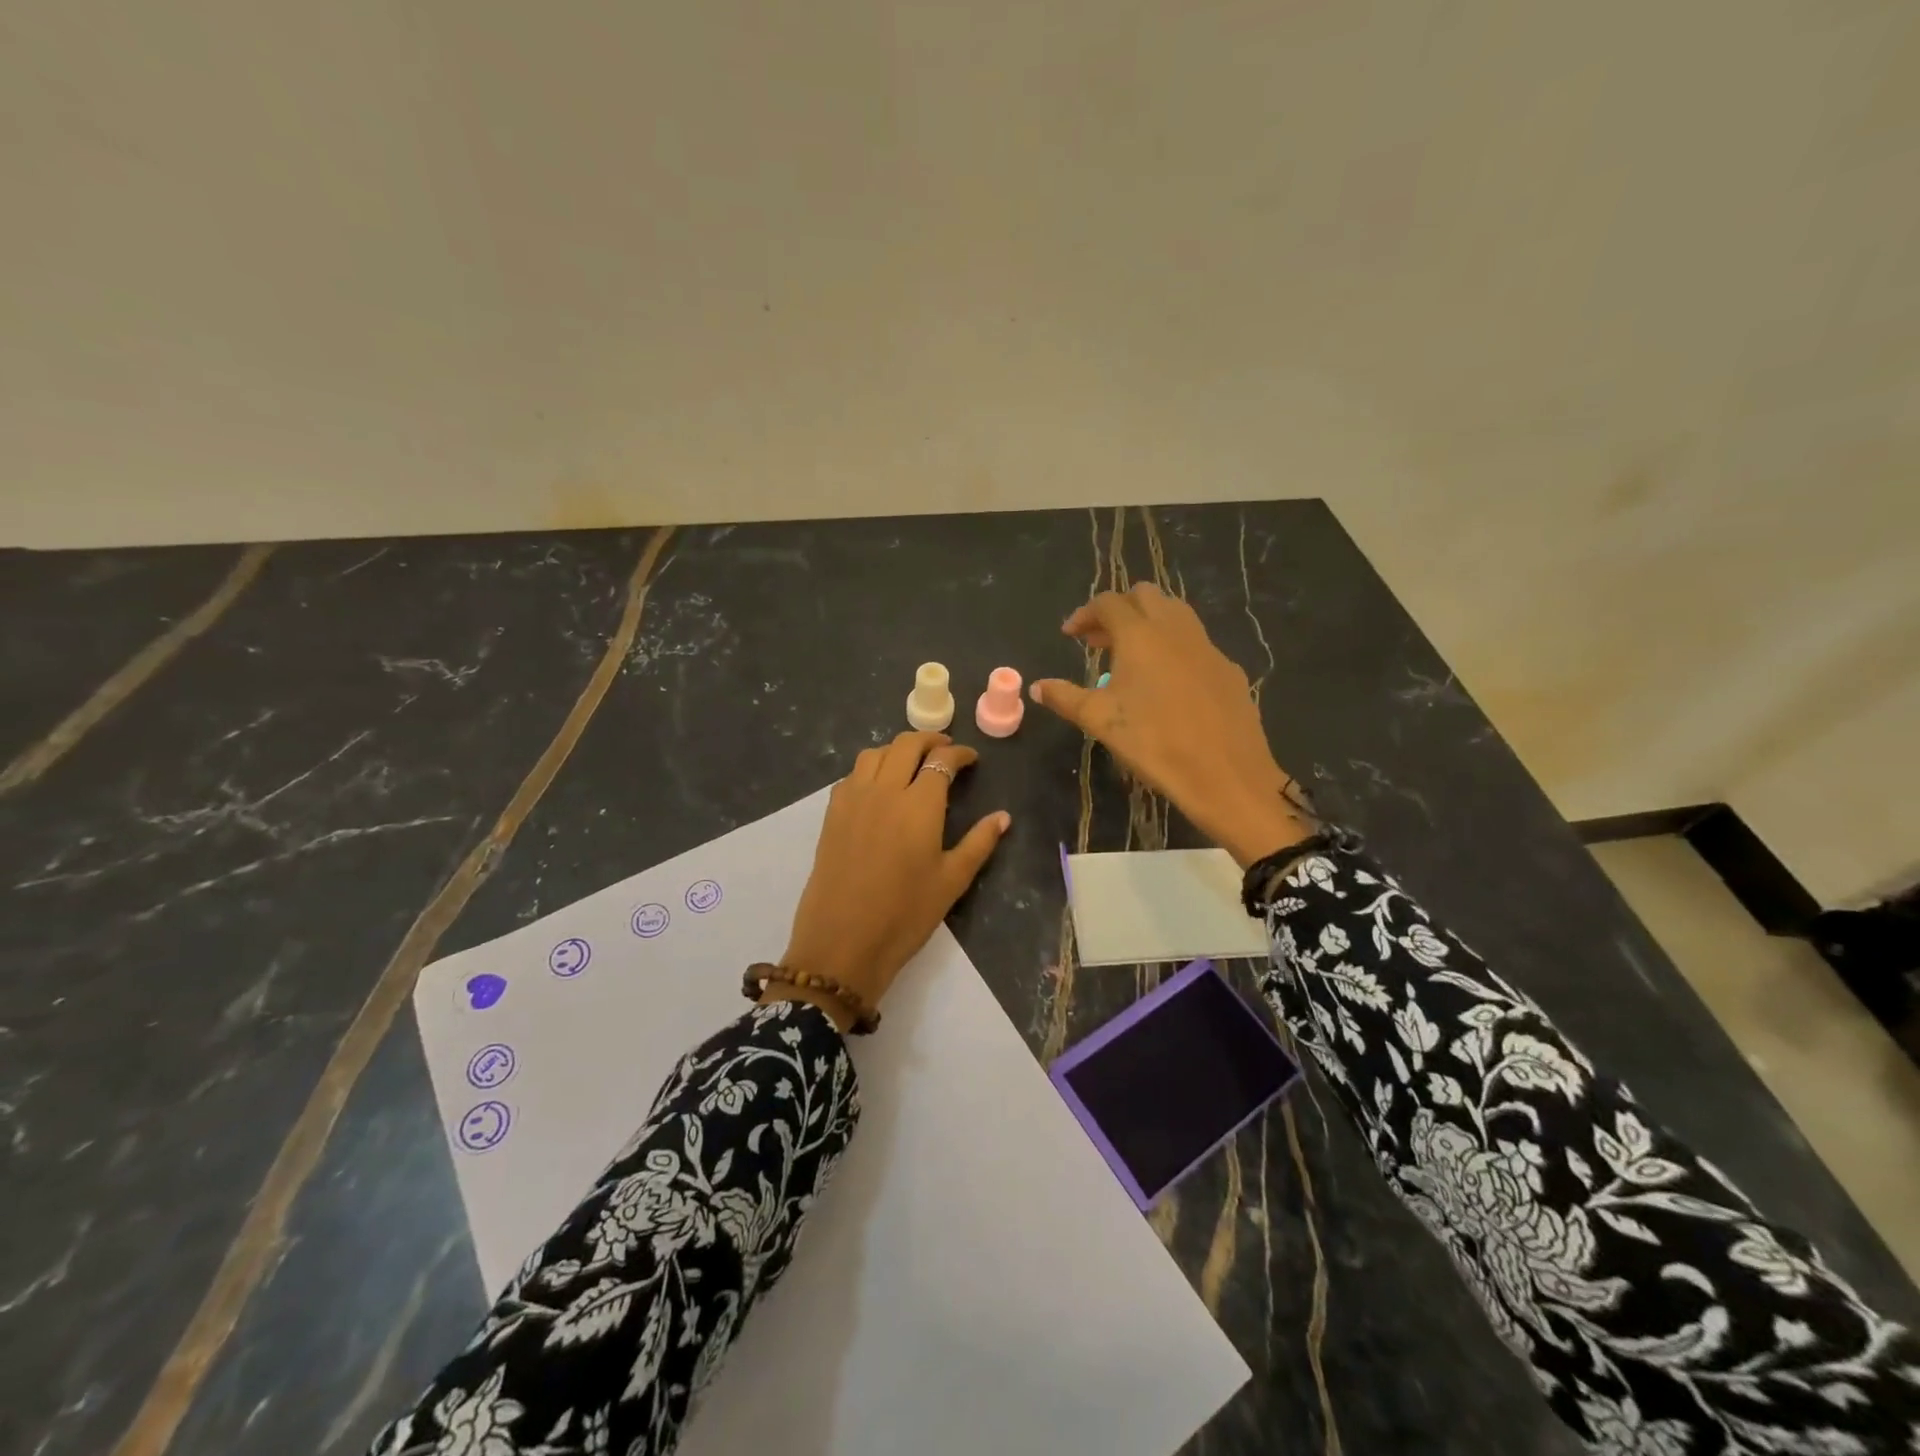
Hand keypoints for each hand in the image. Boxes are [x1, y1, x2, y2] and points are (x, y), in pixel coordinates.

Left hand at [772, 731, 1010, 1030]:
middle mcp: (884, 790)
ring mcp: (853, 799)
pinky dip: (871, 768)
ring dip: (897, 749)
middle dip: (930, 740)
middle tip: (945, 749)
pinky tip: (879, 787)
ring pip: (874, 753)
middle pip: (906, 745)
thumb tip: (1003, 817)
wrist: (842, 942)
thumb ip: (979, 843)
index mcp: (919, 805)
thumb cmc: (905, 915)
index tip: (971, 759)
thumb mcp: (952, 881)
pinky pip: (852, 775)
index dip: (959, 754)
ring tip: (912, 762)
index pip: (941, 761)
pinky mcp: (832, 814)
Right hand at [1029, 583, 1312, 867]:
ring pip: (1175, 614)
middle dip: (1118, 611)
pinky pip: (1195, 643)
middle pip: (1145, 596)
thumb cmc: (1153, 742)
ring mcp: (1207, 646)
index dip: (1085, 614)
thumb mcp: (1100, 720)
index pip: (1108, 603)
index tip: (1070, 635)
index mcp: (1140, 634)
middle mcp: (1175, 629)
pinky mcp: (1227, 669)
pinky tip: (1168, 683)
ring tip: (1131, 658)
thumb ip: (1065, 698)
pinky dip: (1174, 648)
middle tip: (1099, 642)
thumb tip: (1038, 687)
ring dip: (1148, 624)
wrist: (1225, 773)